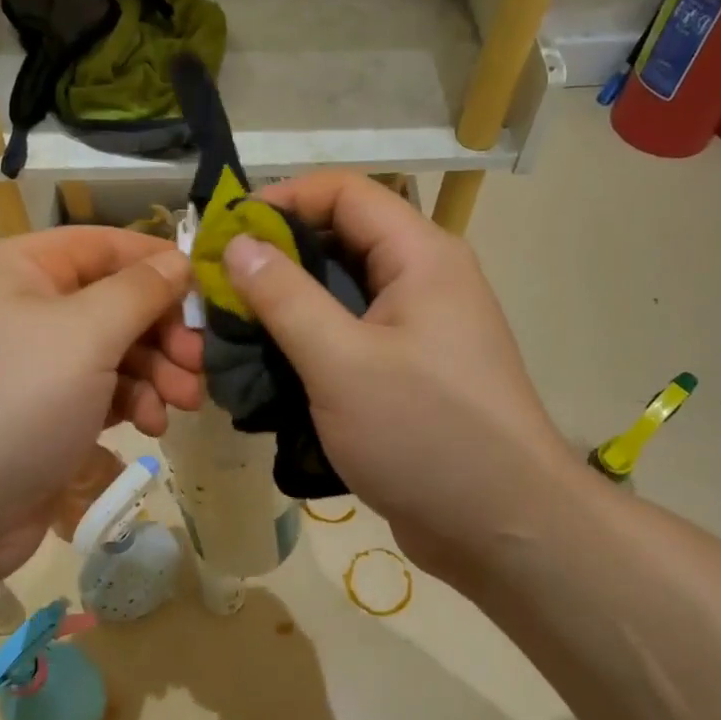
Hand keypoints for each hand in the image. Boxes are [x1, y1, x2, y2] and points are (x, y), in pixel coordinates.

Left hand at [0, 226, 201, 587]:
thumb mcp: (85, 334)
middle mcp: (29, 308)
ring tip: (182, 403)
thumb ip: (141, 291)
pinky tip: (151, 426)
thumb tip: (181, 260)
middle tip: (201, 364)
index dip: (160, 263)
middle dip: (165, 332)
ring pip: (119, 350)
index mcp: (24, 269)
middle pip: (119, 302)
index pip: (107, 245)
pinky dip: (134, 402)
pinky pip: (105, 391)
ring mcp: (39, 364)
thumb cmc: (16, 403)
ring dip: (158, 373)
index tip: (210, 292)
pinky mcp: (50, 412)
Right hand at [224, 173, 575, 580]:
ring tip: (232, 330)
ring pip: (342, 293)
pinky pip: (351, 337)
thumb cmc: (425, 433)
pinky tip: (269, 368)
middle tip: (218, 288)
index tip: (225, 235)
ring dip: (288, 305)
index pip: (344, 192)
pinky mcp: (409, 371)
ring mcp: (420, 328)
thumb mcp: (341, 362)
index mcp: (421, 256)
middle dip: (277, 258)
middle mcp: (424, 279)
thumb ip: (285, 298)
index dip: (281, 200)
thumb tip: (238, 244)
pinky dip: (309, 343)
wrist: (502, 526)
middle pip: (341, 239)